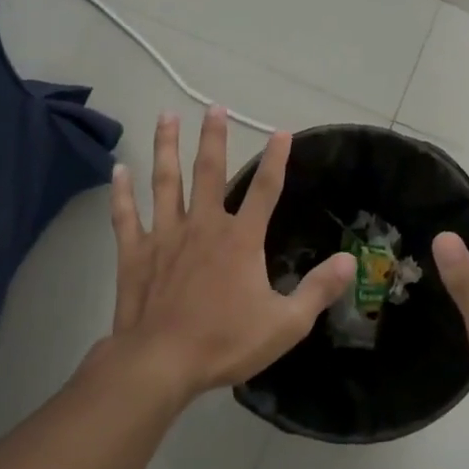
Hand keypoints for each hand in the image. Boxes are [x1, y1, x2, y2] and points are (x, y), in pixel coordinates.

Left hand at [104, 107, 354, 403]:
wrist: (161, 362)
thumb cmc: (225, 342)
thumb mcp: (285, 323)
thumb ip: (318, 290)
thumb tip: (349, 260)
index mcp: (240, 239)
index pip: (266, 190)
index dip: (276, 160)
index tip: (282, 132)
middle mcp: (203, 226)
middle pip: (209, 171)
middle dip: (213, 137)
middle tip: (213, 106)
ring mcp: (165, 235)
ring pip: (166, 181)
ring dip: (166, 147)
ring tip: (165, 115)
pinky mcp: (135, 252)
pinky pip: (126, 215)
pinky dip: (122, 191)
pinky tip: (119, 169)